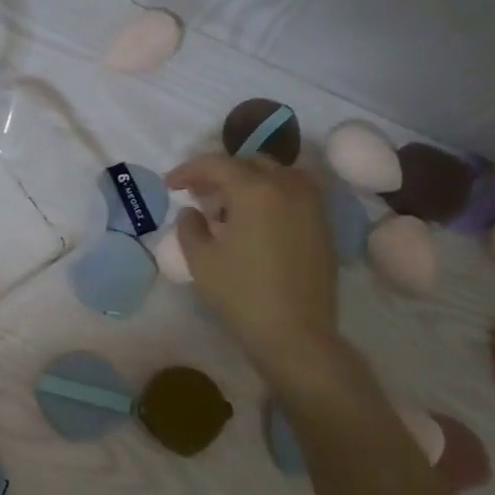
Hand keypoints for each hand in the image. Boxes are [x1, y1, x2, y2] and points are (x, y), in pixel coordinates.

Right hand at [165, 154, 339, 371]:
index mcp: (255, 190)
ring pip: (277, 175)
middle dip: (220, 174)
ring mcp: (312, 204)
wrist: (294, 331)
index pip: (217, 164)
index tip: (171, 184)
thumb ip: (190, 227)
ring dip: (249, 181)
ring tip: (229, 206)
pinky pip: (295, 193)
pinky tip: (256, 221)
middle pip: (249, 163)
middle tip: (198, 194)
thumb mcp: (201, 260)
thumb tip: (192, 213)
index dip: (189, 170)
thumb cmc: (241, 293)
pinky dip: (271, 195)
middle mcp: (288, 186)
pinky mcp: (323, 224)